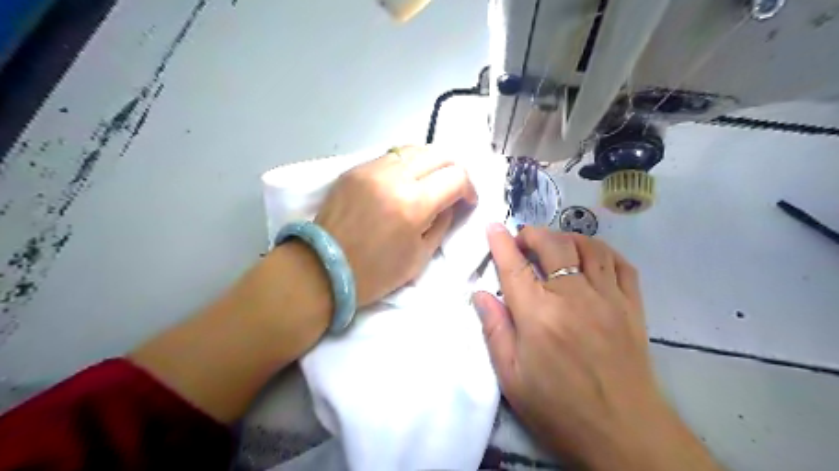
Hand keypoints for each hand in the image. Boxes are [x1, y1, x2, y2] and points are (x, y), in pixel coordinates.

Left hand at [314, 148, 474, 308]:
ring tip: (429, 183)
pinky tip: (403, 182)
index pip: (456, 176)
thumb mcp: (421, 256)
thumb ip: (443, 222)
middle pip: (438, 154)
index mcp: (413, 204)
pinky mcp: (354, 169)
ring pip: (414, 149)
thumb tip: (452, 202)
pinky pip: (390, 157)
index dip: (469, 188)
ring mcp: (370, 169)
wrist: (323, 269)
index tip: (466, 202)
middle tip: (452, 189)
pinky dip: (405, 166)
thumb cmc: (376, 273)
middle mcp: (393, 177)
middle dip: (453, 171)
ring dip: (429, 164)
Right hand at [475, 226, 716, 469]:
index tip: (494, 227)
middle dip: (533, 234)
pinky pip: (621, 264)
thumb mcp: (512, 377)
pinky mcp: (632, 307)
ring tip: (554, 247)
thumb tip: (480, 294)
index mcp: (538, 316)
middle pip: (553, 246)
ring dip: (566, 238)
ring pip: (588, 247)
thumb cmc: (559, 408)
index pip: (515, 267)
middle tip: (522, 240)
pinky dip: (603, 252)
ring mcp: (607, 299)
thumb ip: (495, 330)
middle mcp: (573, 297)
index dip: (501, 243)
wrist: (624, 433)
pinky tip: (591, 258)